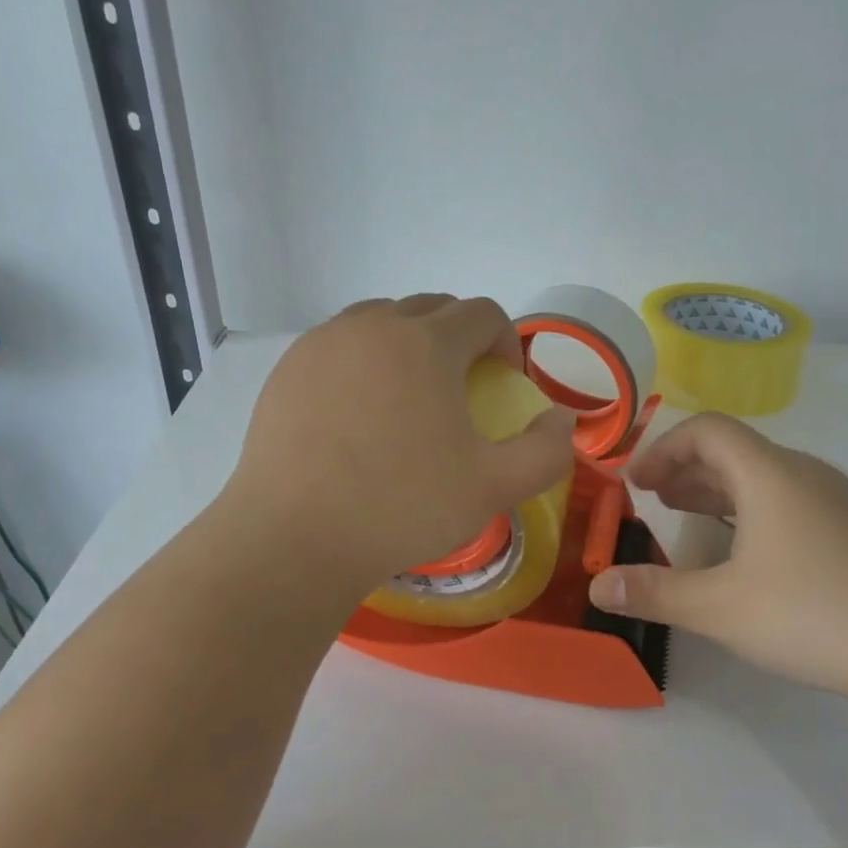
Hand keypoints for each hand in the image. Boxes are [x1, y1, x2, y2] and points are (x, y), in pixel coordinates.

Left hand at [226, 295, 576, 596]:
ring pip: (381, 321)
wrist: (295, 539)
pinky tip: (359, 415)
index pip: (483, 313)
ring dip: (410, 345)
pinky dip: (364, 363)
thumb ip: (546, 451)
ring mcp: (323, 344)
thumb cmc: (401, 508)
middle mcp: (372, 327)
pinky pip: (340, 346)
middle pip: (432, 308)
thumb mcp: (493, 488)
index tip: (505, 385)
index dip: (506, 343)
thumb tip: (560, 420)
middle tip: (462, 390)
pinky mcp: (287, 370)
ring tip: (410, 398)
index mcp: (426, 343)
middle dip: (460, 338)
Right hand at [588, 413, 847, 728]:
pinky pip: (792, 501)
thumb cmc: (812, 615)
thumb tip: (597, 587)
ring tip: (689, 517)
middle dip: (687, 470)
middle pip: (737, 451)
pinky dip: (754, 510)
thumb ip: (653, 592)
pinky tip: (749, 551)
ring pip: (766, 478)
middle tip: (654, 498)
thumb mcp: (719, 608)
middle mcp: (807, 475)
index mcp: (771, 475)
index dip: (664, 448)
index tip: (636, 483)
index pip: (708, 430)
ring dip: (720, 491)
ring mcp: (840, 503)